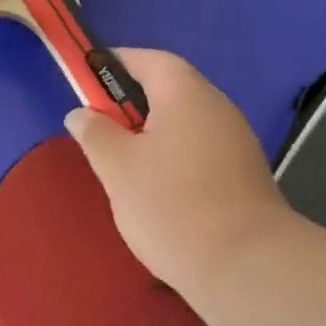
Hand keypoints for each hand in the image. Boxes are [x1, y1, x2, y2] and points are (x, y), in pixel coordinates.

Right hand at [64, 49, 294, 294]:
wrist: (245, 265)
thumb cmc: (171, 205)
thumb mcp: (118, 167)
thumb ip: (95, 133)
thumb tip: (81, 113)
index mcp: (186, 94)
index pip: (149, 60)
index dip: (116, 63)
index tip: (86, 78)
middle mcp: (217, 107)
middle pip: (169, 89)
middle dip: (131, 102)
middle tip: (98, 126)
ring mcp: (236, 141)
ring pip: (184, 122)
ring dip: (152, 132)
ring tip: (122, 162)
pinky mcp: (243, 174)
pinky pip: (199, 149)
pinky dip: (173, 156)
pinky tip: (156, 187)